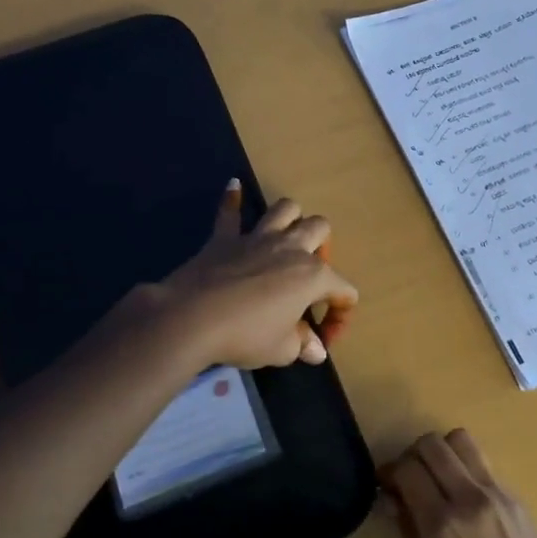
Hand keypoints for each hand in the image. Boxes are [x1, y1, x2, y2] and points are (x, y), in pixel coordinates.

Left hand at [146, 181, 357, 370]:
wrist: (192, 318)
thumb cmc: (245, 335)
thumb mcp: (281, 349)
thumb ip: (302, 344)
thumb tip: (316, 351)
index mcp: (312, 276)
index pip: (344, 290)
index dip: (340, 316)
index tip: (323, 340)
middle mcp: (290, 248)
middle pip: (319, 228)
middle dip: (322, 246)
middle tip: (308, 275)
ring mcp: (256, 238)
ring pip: (285, 208)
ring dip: (290, 219)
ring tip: (285, 238)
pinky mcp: (224, 239)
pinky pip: (229, 212)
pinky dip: (233, 200)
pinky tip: (234, 187)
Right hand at [381, 430, 536, 537]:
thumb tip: (394, 502)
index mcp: (443, 527)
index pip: (408, 469)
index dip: (389, 472)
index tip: (386, 488)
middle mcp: (470, 500)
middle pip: (432, 444)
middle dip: (412, 456)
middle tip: (410, 482)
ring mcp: (498, 494)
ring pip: (461, 440)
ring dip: (442, 453)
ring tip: (439, 481)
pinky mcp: (518, 498)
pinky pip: (483, 465)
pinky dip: (466, 470)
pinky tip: (467, 502)